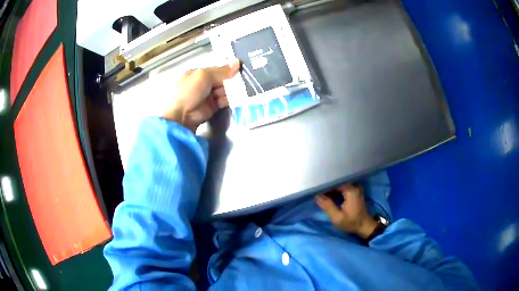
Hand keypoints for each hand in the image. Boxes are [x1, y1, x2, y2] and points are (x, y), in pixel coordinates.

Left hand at [162, 60, 240, 131]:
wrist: (182, 116)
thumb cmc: (190, 91)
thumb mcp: (204, 76)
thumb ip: (221, 70)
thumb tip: (237, 62)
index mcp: (197, 74)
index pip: (215, 70)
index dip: (226, 70)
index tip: (239, 70)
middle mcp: (201, 84)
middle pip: (220, 80)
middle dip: (229, 81)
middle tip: (242, 82)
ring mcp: (206, 96)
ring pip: (223, 91)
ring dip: (230, 92)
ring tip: (240, 91)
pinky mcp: (211, 107)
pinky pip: (222, 102)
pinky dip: (228, 101)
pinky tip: (235, 99)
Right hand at [316, 184, 377, 238]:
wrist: (364, 226)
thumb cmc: (351, 222)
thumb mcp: (337, 217)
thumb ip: (327, 206)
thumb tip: (317, 196)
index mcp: (351, 190)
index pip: (334, 182)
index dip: (324, 186)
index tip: (316, 190)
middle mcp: (354, 186)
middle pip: (337, 182)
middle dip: (327, 187)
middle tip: (317, 192)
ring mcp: (355, 188)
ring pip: (339, 184)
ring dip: (331, 189)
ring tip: (321, 193)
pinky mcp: (354, 191)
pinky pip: (342, 187)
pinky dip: (335, 191)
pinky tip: (329, 196)